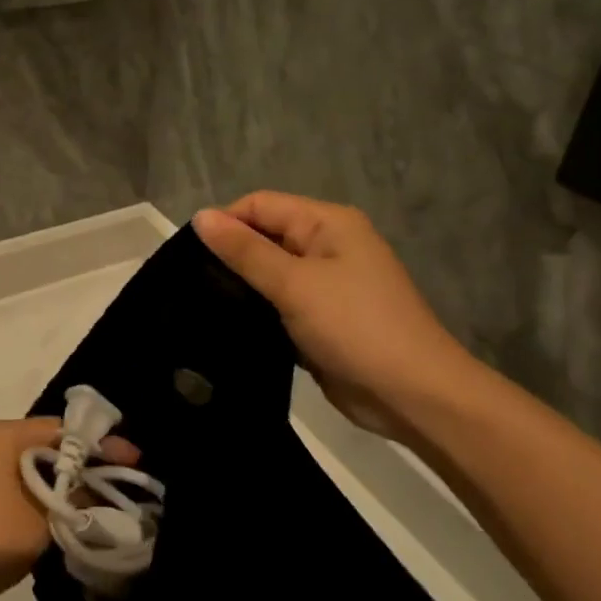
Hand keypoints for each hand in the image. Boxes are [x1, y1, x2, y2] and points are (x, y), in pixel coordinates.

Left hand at [0, 418, 138, 600]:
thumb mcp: (46, 513)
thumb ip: (76, 491)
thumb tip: (98, 483)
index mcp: (3, 434)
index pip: (62, 429)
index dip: (100, 445)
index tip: (132, 460)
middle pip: (46, 445)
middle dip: (82, 464)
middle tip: (119, 480)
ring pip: (31, 467)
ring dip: (62, 482)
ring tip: (98, 498)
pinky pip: (15, 485)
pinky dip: (40, 495)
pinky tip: (61, 513)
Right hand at [192, 193, 475, 439]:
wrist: (412, 395)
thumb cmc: (355, 327)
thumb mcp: (295, 284)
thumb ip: (246, 251)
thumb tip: (201, 216)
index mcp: (328, 223)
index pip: (261, 205)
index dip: (225, 223)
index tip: (187, 256)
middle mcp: (327, 245)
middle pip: (265, 237)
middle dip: (231, 256)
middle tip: (189, 285)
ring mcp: (326, 284)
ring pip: (270, 274)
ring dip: (242, 287)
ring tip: (201, 304)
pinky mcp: (321, 319)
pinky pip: (280, 304)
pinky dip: (258, 311)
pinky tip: (228, 326)